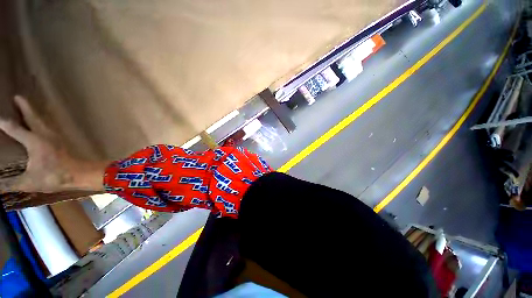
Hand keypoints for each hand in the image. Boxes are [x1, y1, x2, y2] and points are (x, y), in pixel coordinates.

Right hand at [0, 96, 105, 192]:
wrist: (82, 174)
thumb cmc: (55, 176)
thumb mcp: (29, 182)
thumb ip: (12, 183)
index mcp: (34, 141)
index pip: (15, 129)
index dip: (4, 123)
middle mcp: (45, 134)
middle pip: (33, 117)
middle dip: (24, 106)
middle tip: (17, 96)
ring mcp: (55, 137)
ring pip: (42, 121)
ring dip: (34, 113)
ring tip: (28, 108)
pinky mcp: (62, 141)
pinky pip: (49, 127)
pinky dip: (42, 122)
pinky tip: (41, 125)